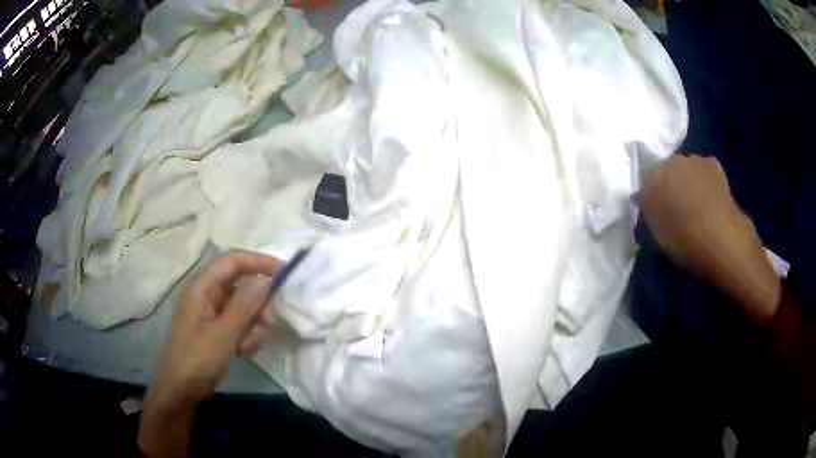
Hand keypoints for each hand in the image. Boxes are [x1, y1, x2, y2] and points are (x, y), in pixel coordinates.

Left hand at [138, 250, 283, 457]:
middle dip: (258, 304)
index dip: (259, 262)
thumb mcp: (223, 334)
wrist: (182, 389)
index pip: (233, 261)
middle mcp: (208, 294)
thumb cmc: (197, 359)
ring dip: (252, 326)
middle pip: (242, 285)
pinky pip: (240, 324)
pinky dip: (246, 336)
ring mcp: (213, 312)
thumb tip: (267, 280)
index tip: (284, 274)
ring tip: (245, 347)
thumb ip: (245, 306)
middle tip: (267, 323)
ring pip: (244, 307)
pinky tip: (241, 352)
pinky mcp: (218, 329)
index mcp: (202, 287)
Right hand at [642, 154, 780, 323]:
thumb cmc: (686, 242)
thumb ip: (649, 211)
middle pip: (664, 169)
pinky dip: (702, 180)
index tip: (651, 207)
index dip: (646, 191)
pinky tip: (708, 199)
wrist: (724, 241)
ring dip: (686, 182)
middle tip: (674, 209)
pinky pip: (702, 170)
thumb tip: (643, 197)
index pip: (643, 174)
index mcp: (654, 177)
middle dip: (667, 184)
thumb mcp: (658, 235)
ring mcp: (695, 160)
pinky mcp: (713, 165)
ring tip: (694, 207)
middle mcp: (672, 161)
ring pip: (684, 169)